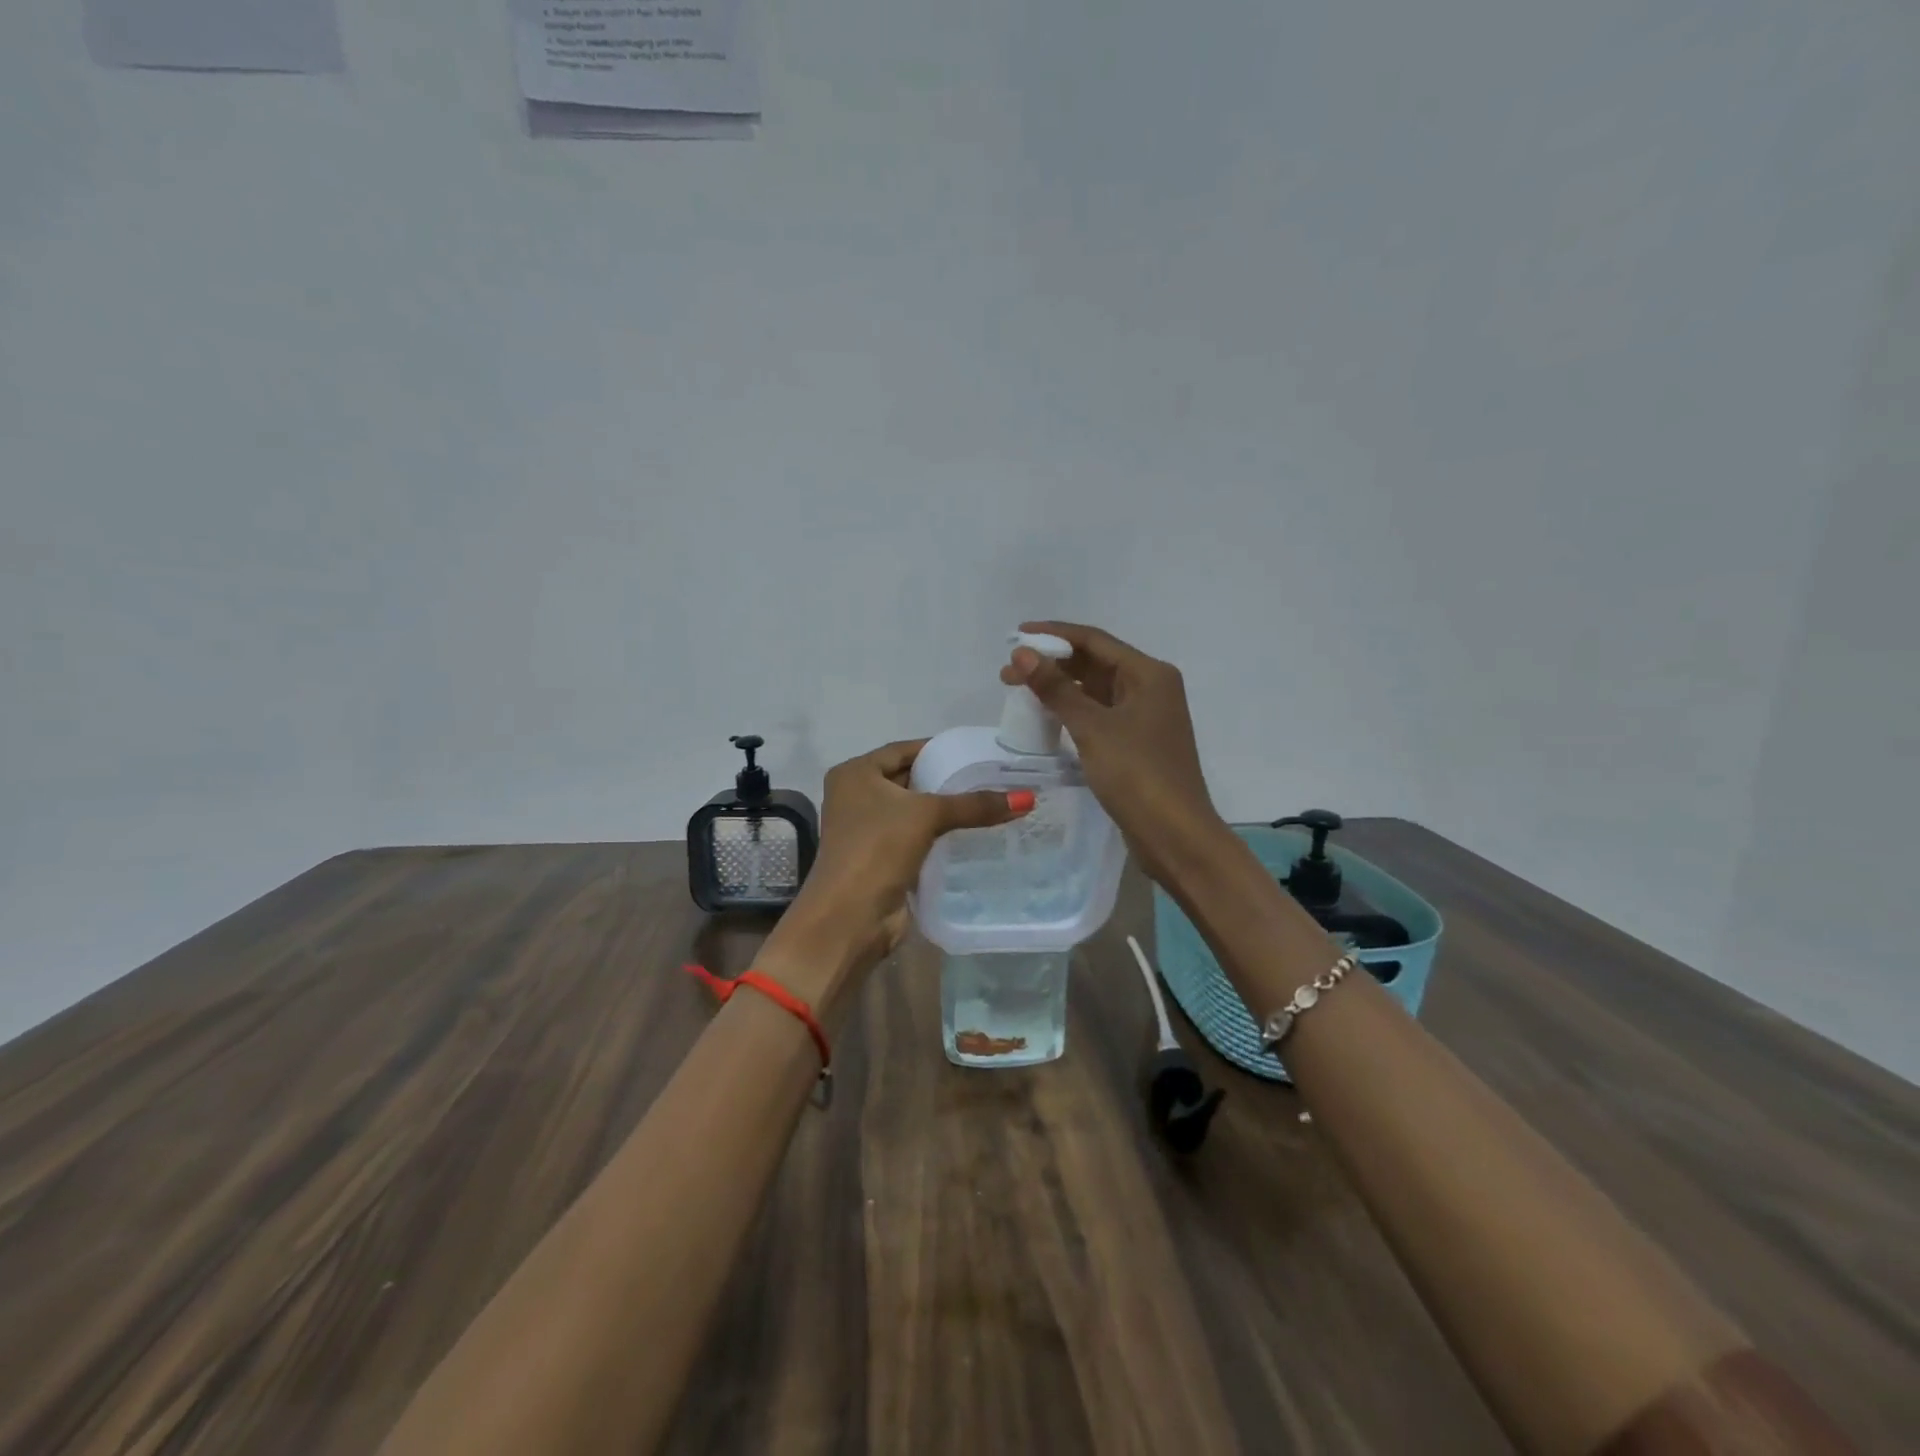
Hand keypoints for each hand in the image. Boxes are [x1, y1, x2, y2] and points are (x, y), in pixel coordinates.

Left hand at [763, 739, 1028, 1006]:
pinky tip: (973, 834)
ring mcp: (867, 829)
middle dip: (946, 780)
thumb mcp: (927, 816)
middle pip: (909, 779)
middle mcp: (856, 796)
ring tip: (991, 803)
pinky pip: (916, 837)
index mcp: (855, 774)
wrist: (850, 917)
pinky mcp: (881, 858)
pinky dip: (940, 835)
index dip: (939, 749)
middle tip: (991, 777)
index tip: (977, 751)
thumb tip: (1027, 798)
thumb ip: (974, 805)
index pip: (904, 750)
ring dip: (945, 810)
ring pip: (914, 811)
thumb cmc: (878, 848)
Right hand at [1000, 621, 1229, 888]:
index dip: (1054, 635)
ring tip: (1019, 691)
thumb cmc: (1137, 774)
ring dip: (1060, 687)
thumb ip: (1056, 688)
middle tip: (1008, 673)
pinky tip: (1046, 716)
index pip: (1094, 641)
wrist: (1174, 835)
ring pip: (1096, 690)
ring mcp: (1145, 716)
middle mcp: (1151, 687)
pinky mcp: (1136, 742)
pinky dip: (1072, 710)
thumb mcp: (1092, 728)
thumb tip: (1022, 653)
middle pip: (1095, 663)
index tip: (1016, 634)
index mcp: (1149, 674)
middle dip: (1052, 663)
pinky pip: (1099, 714)